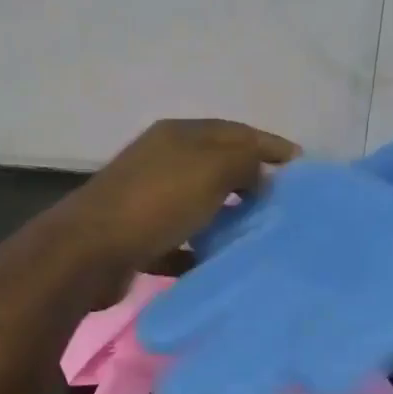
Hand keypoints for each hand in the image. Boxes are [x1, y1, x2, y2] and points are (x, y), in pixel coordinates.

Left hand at [61, 119, 298, 279]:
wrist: (89, 251)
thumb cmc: (157, 201)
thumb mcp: (211, 169)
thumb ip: (245, 162)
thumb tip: (261, 173)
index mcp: (180, 135)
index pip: (237, 131)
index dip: (271, 145)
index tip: (303, 166)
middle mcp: (164, 159)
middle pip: (218, 165)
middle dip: (252, 179)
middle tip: (284, 202)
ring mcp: (148, 196)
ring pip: (200, 202)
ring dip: (228, 214)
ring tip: (259, 232)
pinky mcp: (139, 234)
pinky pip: (181, 238)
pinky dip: (200, 247)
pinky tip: (219, 261)